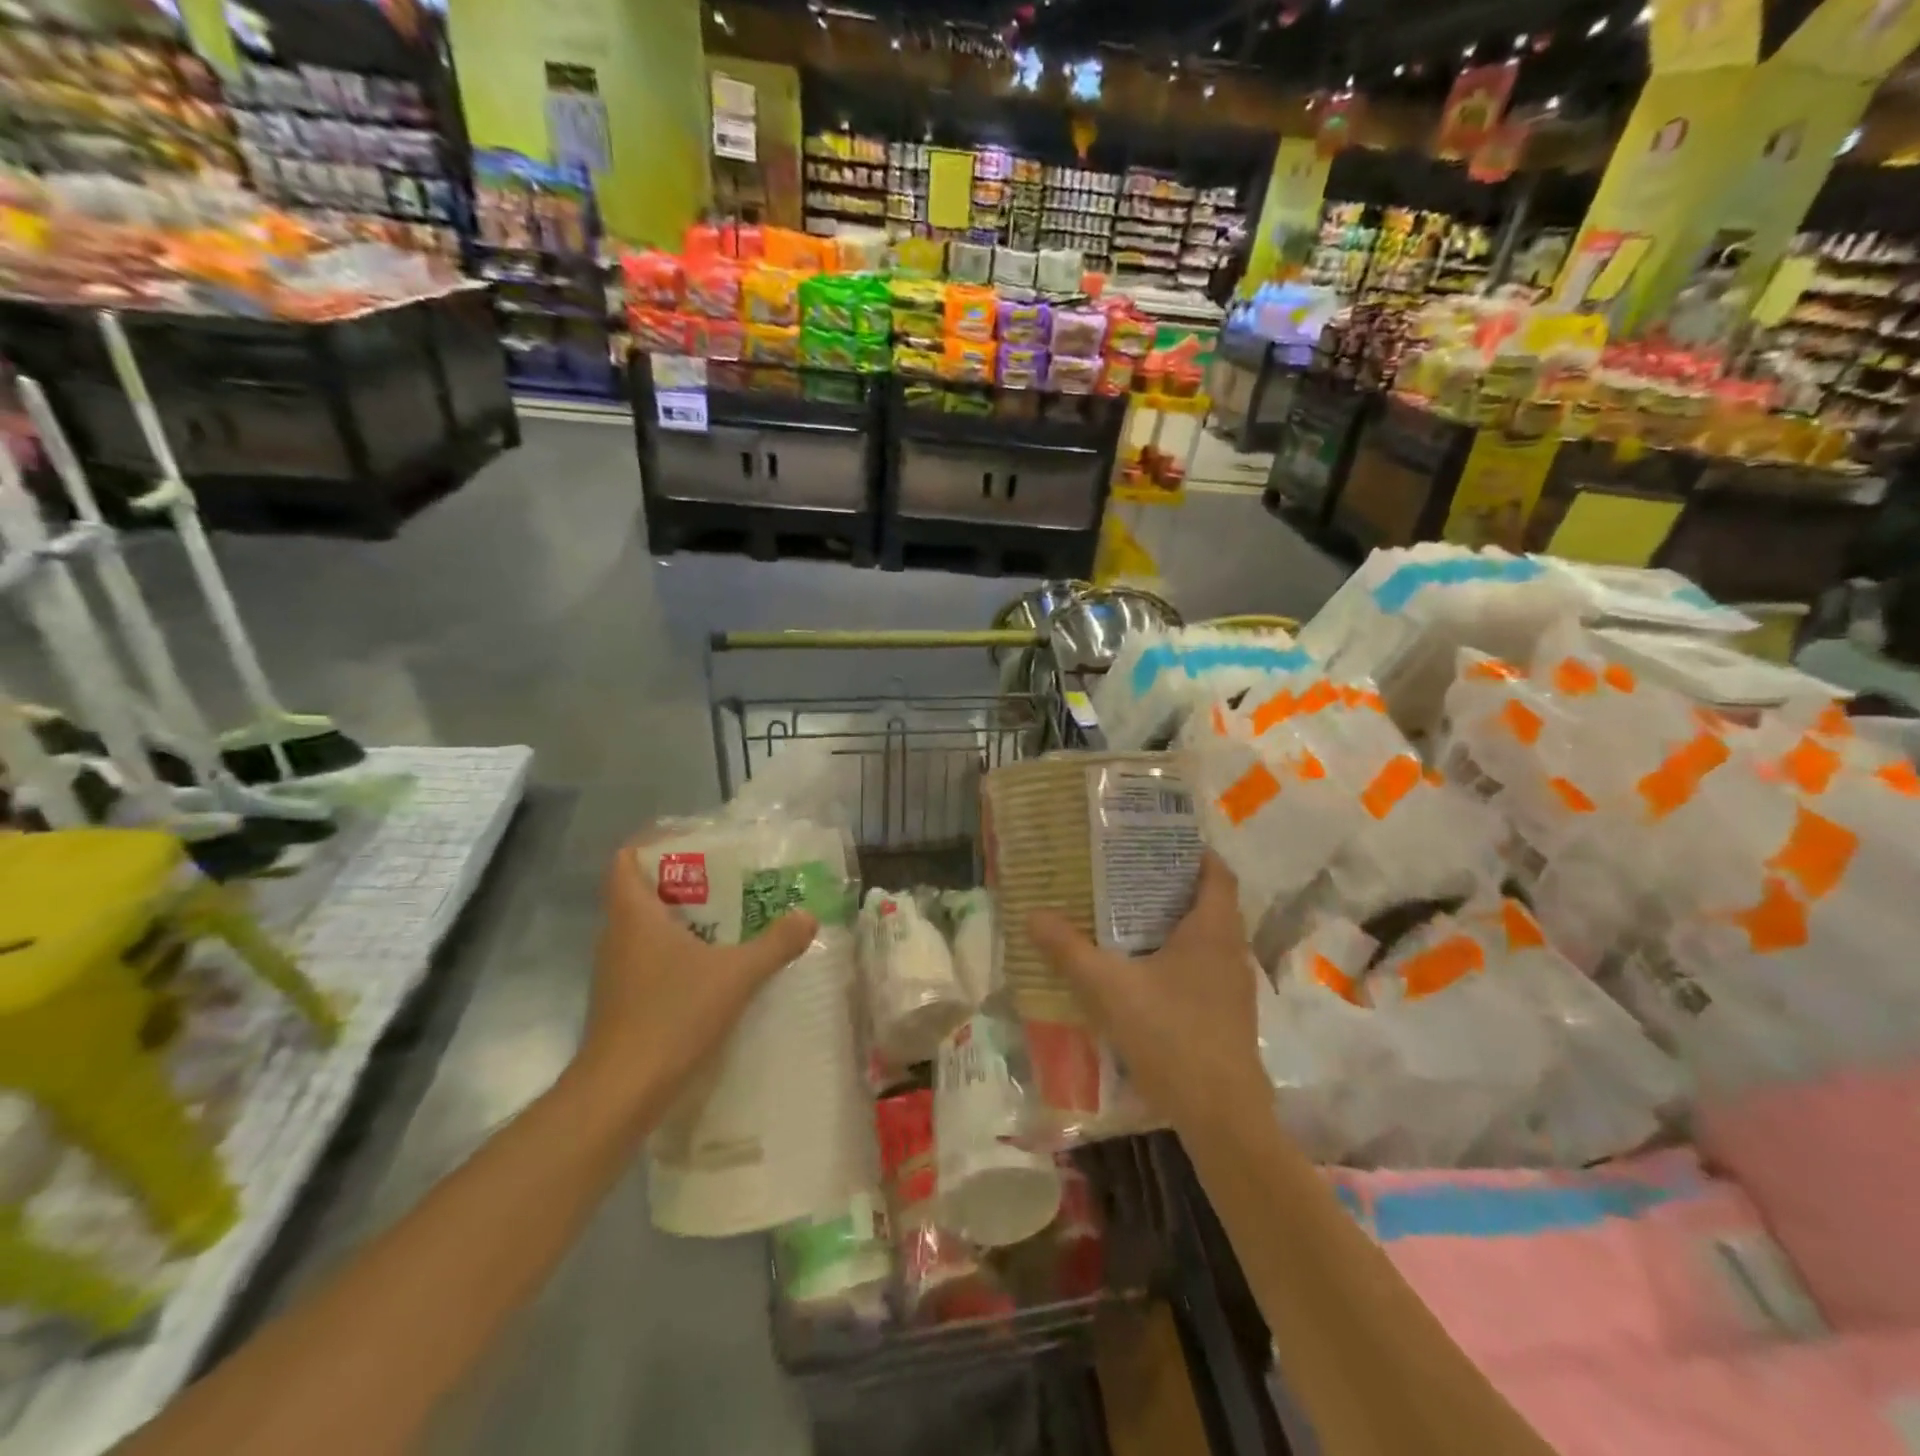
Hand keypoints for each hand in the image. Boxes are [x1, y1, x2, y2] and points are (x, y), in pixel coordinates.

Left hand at [576, 838, 816, 1121]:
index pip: (626, 859)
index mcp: (634, 915)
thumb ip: (775, 944)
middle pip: (641, 889)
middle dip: (683, 878)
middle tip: (728, 876)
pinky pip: (650, 957)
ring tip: (729, 915)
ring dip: (682, 916)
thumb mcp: (736, 975)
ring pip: (646, 926)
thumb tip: (807, 916)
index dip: (653, 842)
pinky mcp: (623, 999)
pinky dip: (678, 950)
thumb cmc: (672, 1016)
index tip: (693, 841)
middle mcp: (618, 936)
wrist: (621, 1092)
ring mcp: (617, 970)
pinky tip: (713, 963)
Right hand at [1028, 852, 1266, 1132]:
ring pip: (1208, 939)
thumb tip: (1033, 914)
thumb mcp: (1109, 987)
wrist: (1222, 1114)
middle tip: (1129, 878)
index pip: (1217, 872)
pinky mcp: (1230, 1015)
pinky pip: (1205, 969)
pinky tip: (1146, 975)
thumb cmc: (1170, 1034)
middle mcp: (1231, 949)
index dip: (1193, 853)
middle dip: (1173, 887)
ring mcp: (1235, 986)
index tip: (1158, 844)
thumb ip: (1069, 950)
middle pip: (1210, 903)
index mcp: (1212, 929)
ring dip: (1176, 925)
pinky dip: (1180, 959)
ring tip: (1131, 920)